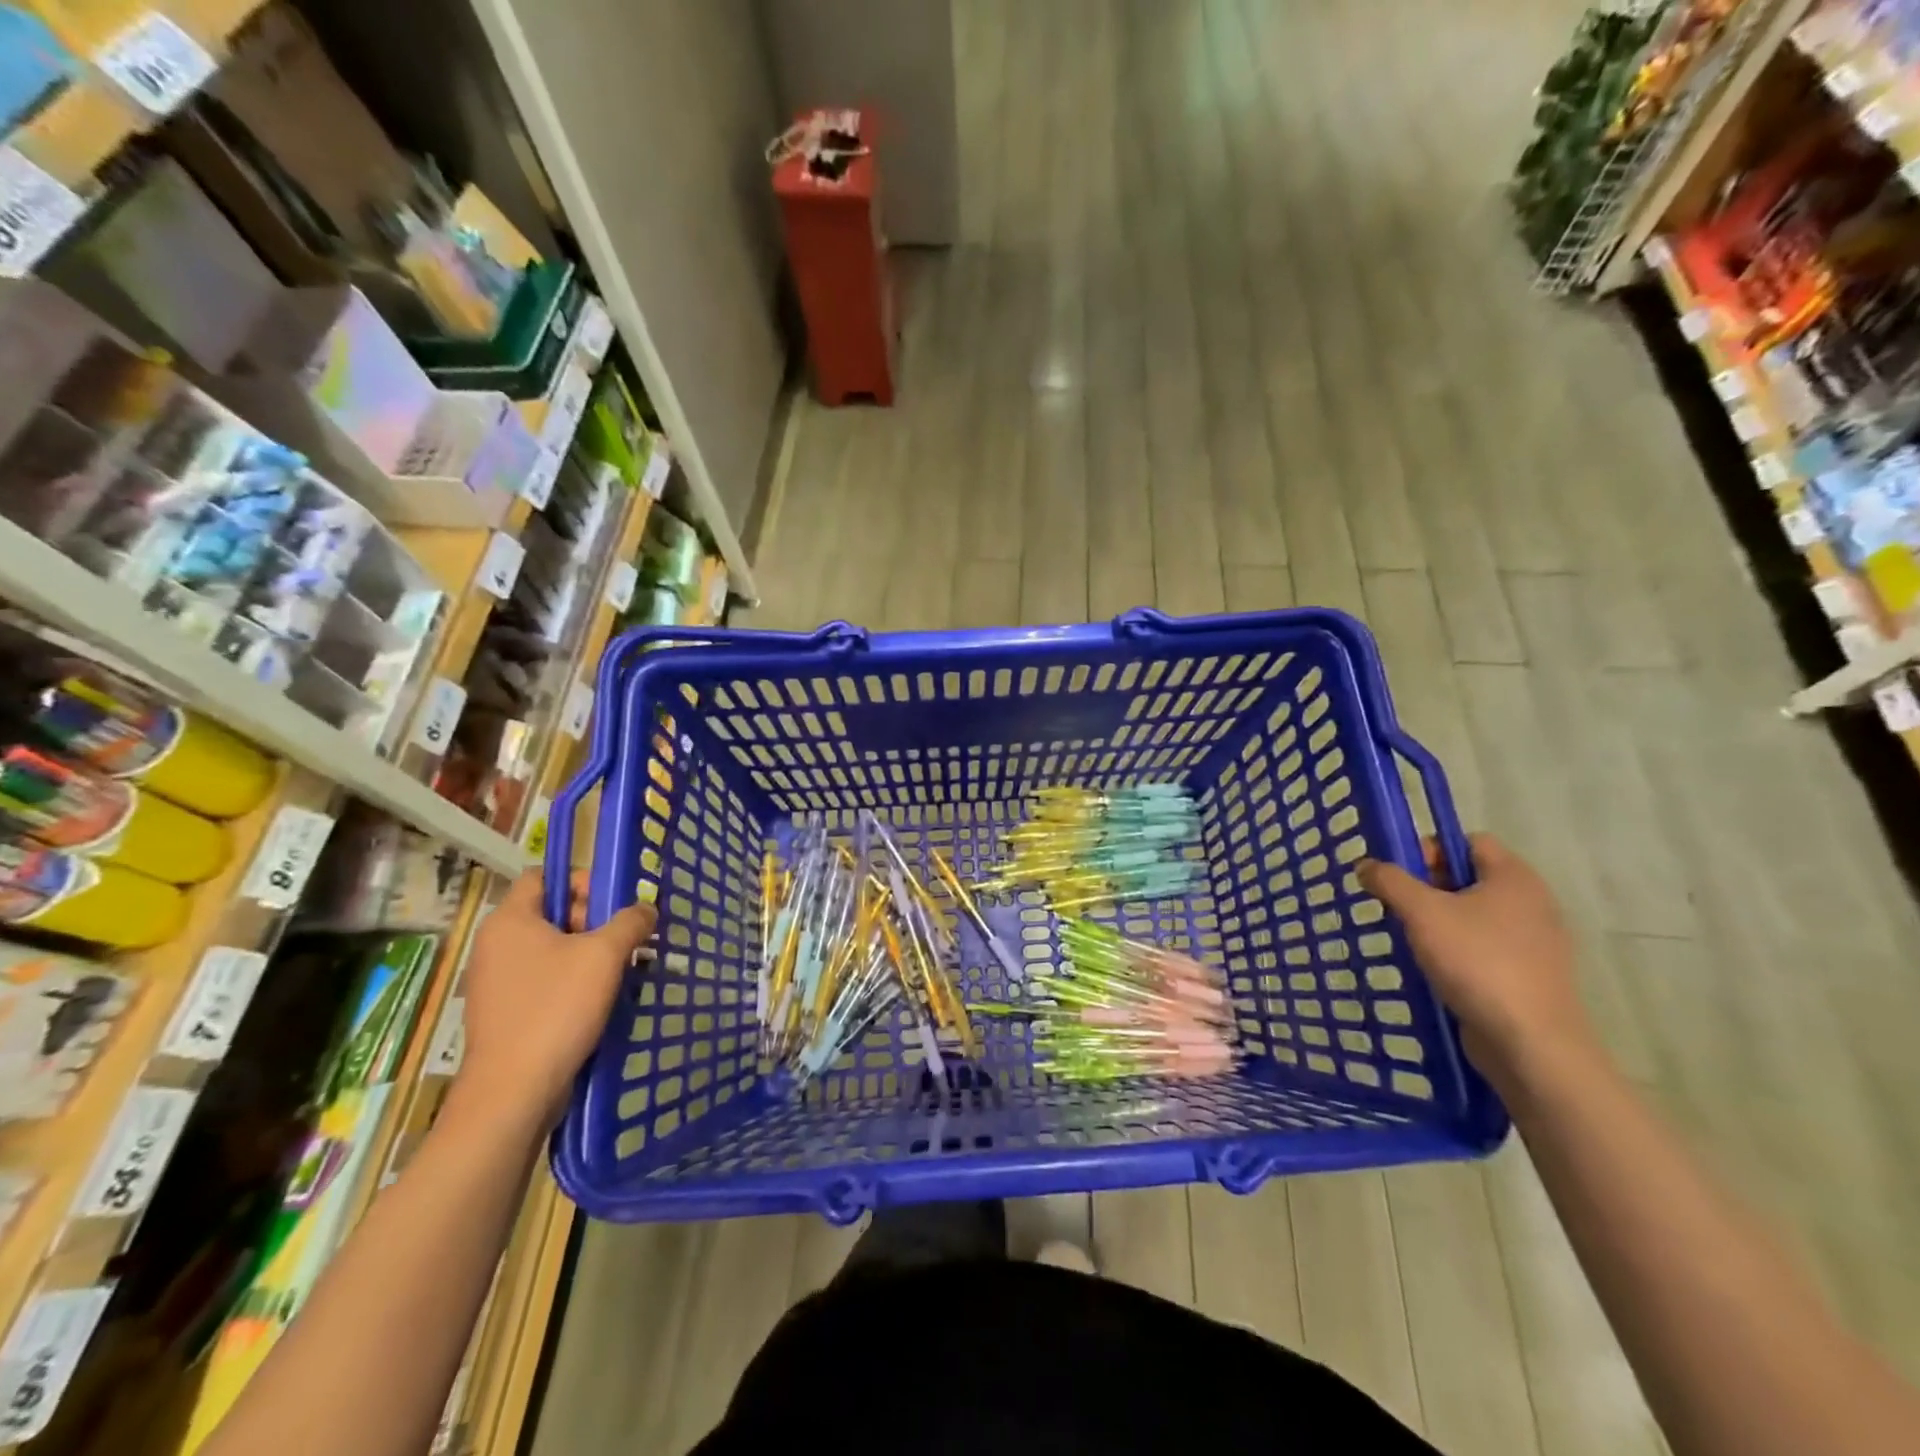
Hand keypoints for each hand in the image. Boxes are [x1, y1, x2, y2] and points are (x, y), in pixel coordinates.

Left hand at [450, 870, 655, 1132]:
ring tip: (620, 972)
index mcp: (510, 921)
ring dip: (588, 955)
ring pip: (551, 950)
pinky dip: (572, 983)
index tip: (614, 904)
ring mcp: (495, 982)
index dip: (581, 881)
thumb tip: (645, 909)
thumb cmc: (556, 1009)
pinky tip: (599, 1001)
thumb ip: (630, 922)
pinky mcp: (504, 1014)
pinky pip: (543, 981)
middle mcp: (495, 945)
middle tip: (625, 941)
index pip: (544, 876)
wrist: (513, 1092)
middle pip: (551, 912)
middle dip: (593, 921)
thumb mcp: (605, 955)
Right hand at [1358, 834, 1595, 1079]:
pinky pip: (1485, 948)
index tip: (1400, 875)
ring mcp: (1535, 942)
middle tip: (1398, 907)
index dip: (1429, 849)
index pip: (1467, 841)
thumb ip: (1389, 881)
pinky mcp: (1529, 975)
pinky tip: (1435, 969)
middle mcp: (1532, 902)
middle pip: (1469, 877)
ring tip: (1412, 941)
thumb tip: (1366, 865)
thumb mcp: (1422, 912)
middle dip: (1428, 887)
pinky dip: (1458, 952)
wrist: (1531, 1043)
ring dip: (1439, 922)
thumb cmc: (1478, 962)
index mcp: (1514, 877)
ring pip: (1474, 915)